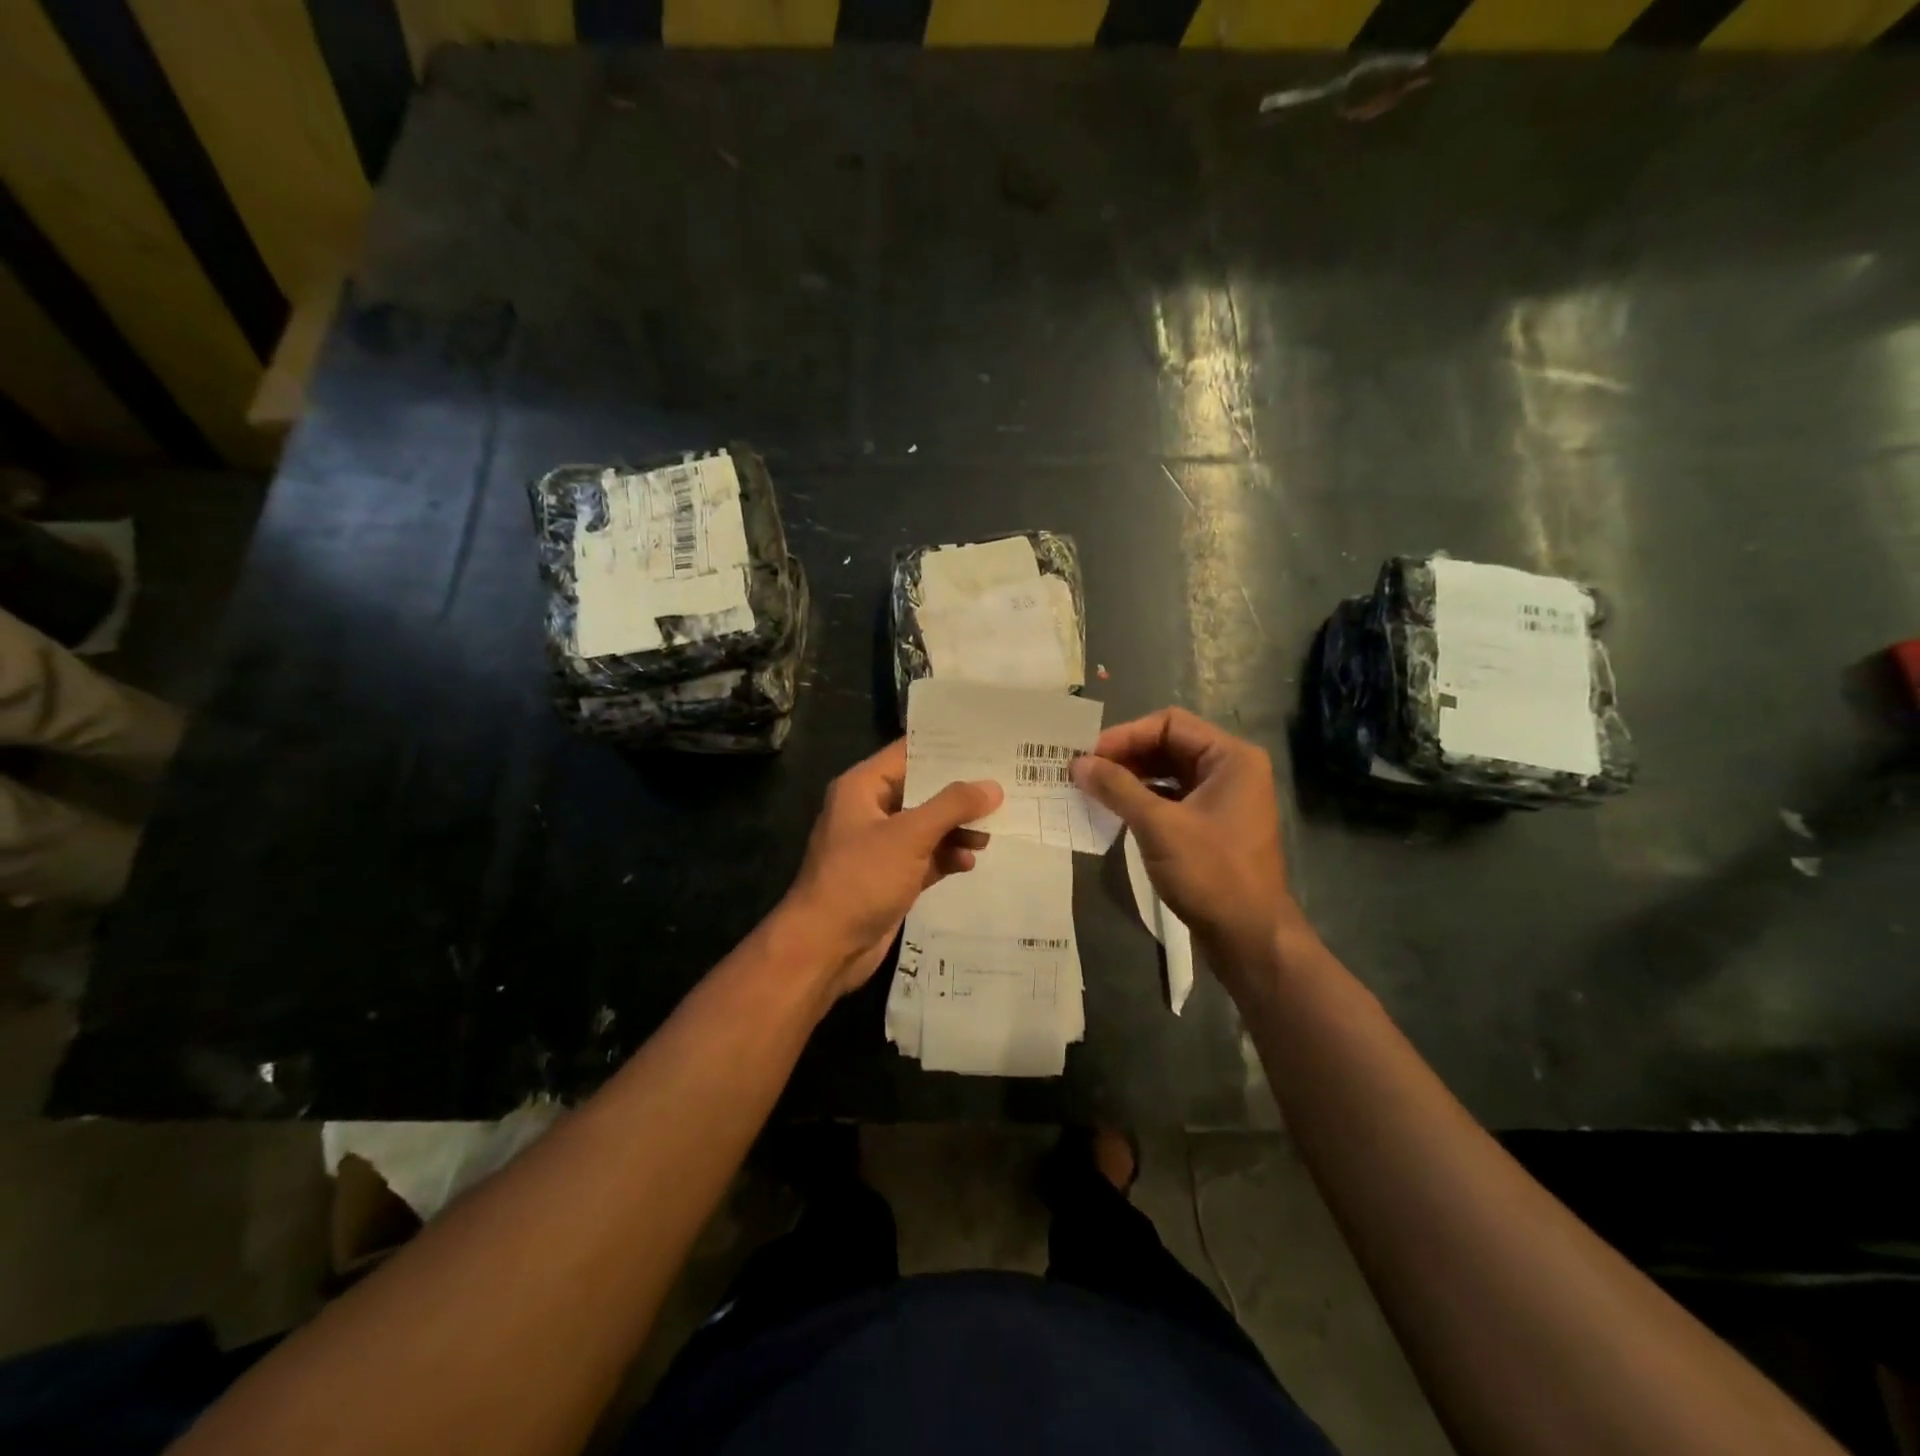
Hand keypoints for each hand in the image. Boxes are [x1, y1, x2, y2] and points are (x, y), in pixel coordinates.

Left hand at [780, 739, 1002, 1000]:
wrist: (825, 947)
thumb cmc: (861, 879)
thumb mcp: (909, 836)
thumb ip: (952, 806)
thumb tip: (992, 787)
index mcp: (863, 787)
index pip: (908, 753)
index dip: (946, 748)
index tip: (987, 743)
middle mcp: (871, 810)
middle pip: (922, 790)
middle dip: (961, 792)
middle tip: (1005, 784)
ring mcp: (881, 846)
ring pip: (928, 826)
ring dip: (958, 827)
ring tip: (994, 829)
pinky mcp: (891, 877)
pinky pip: (926, 857)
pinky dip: (947, 856)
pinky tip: (971, 861)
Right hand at [1071, 708, 1308, 971]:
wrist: (1249, 937)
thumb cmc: (1210, 873)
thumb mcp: (1159, 826)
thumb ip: (1117, 788)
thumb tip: (1077, 764)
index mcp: (1231, 758)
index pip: (1169, 724)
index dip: (1126, 735)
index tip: (1088, 756)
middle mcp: (1231, 770)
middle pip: (1169, 745)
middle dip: (1125, 756)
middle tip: (1083, 772)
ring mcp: (1223, 799)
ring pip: (1168, 773)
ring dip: (1131, 778)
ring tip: (1092, 790)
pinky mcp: (1212, 825)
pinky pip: (1172, 798)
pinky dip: (1143, 800)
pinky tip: (1114, 811)